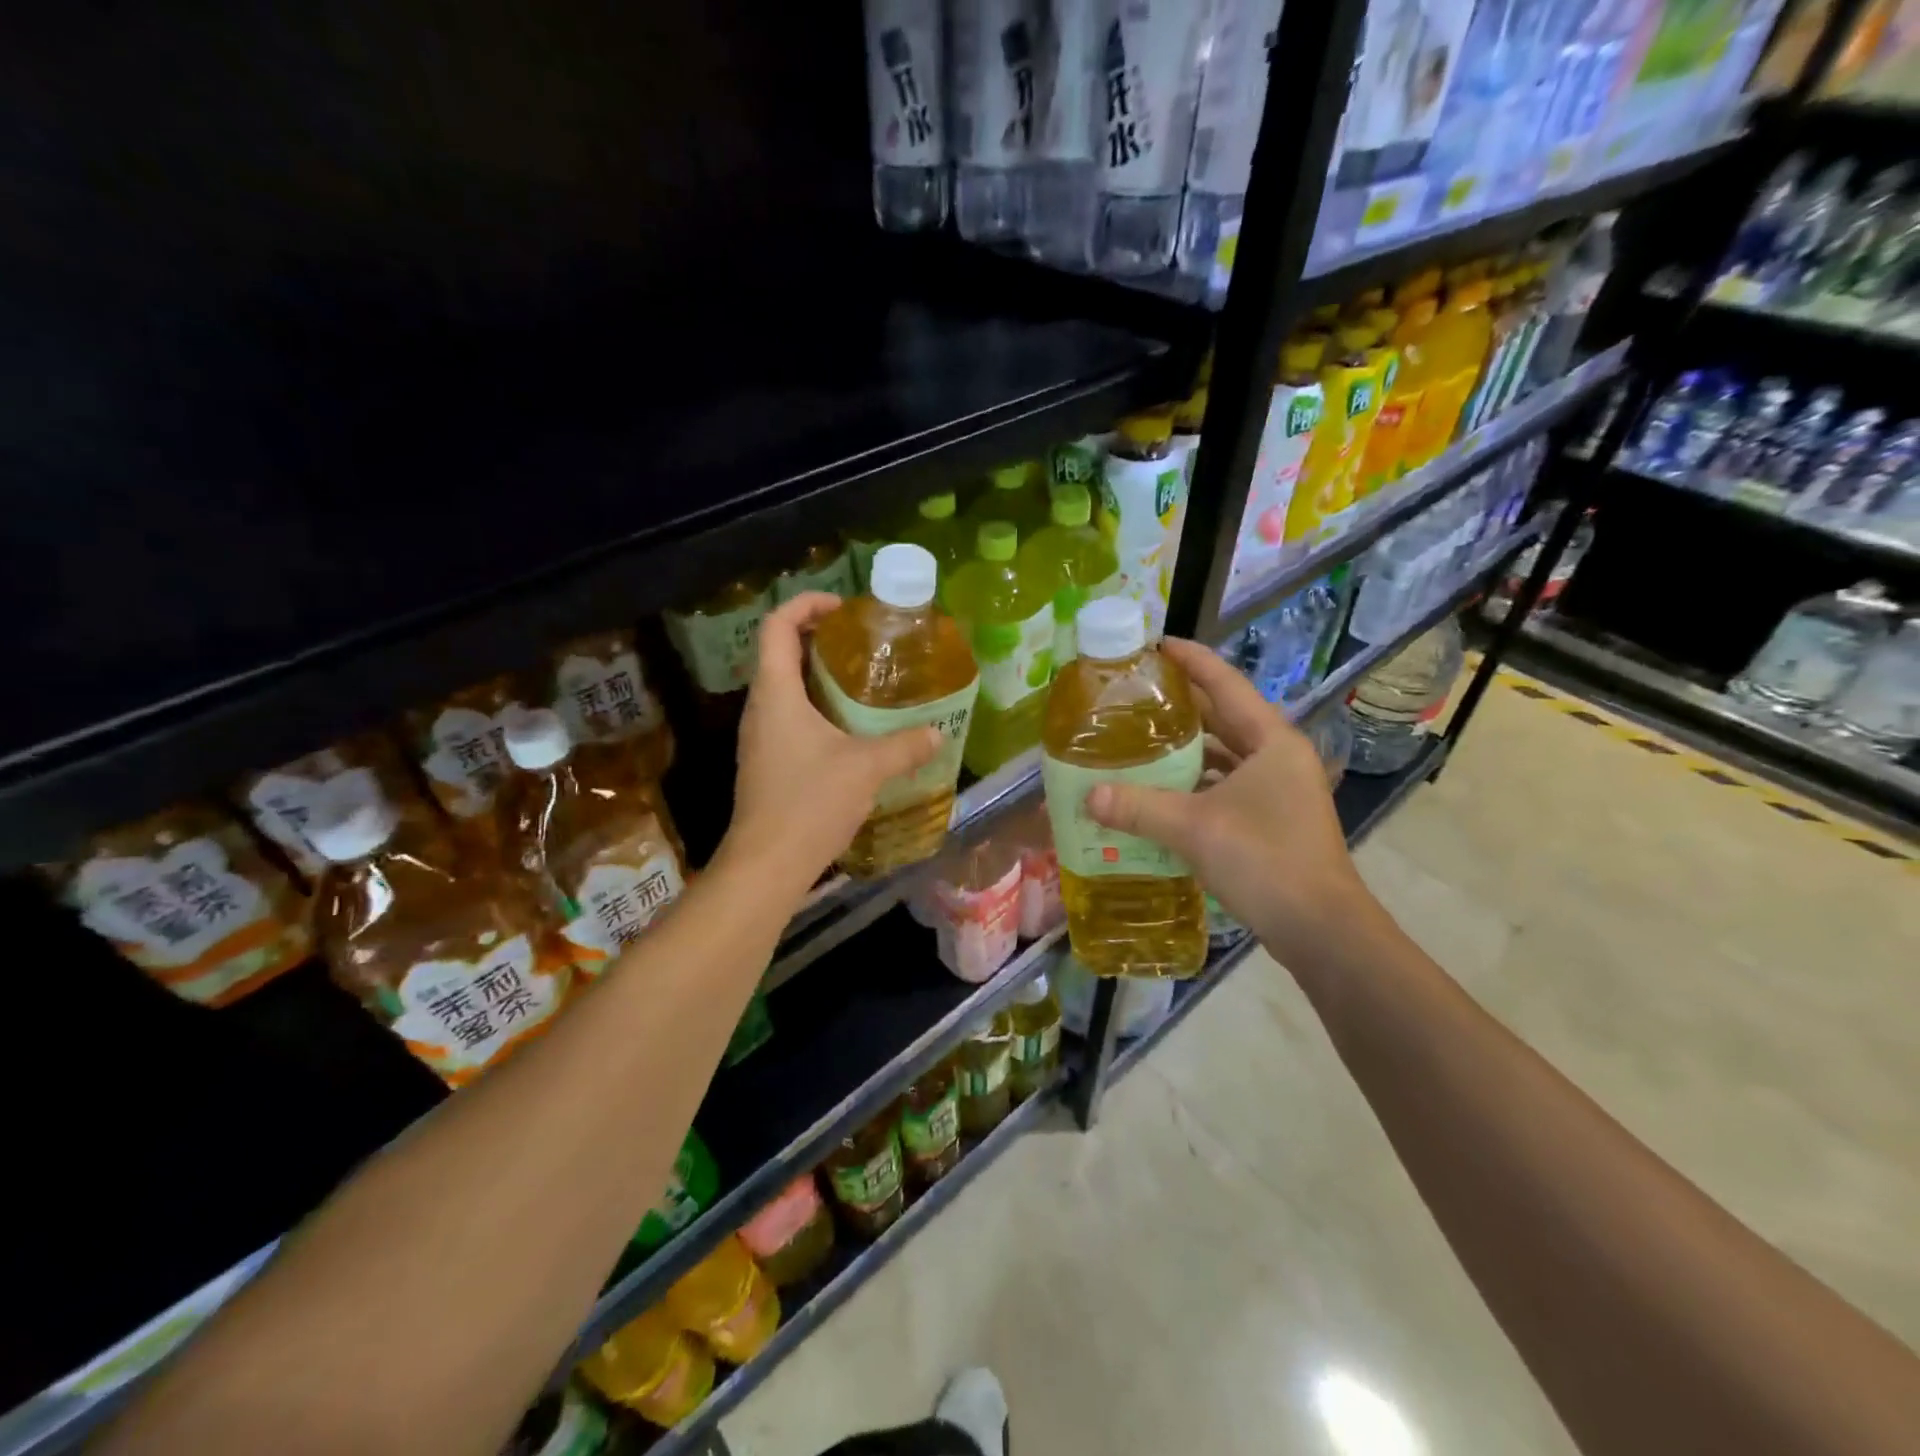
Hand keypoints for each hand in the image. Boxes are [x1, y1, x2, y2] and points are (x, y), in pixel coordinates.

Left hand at [720, 592, 940, 902]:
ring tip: (864, 682)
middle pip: (781, 653)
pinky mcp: (767, 762)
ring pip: (786, 688)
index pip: (778, 626)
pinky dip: (818, 708)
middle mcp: (761, 708)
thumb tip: (938, 733)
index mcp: (776, 693)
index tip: (844, 609)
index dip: (807, 605)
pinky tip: (852, 729)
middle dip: (820, 640)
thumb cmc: (809, 803)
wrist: (767, 864)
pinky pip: (790, 718)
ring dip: (820, 677)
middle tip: (864, 644)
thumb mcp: (866, 768)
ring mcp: (760, 737)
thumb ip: (905, 746)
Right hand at [1083, 638, 1379, 967]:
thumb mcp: (1194, 828)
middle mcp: (1278, 758)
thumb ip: (1138, 808)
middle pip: (1224, 719)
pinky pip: (1225, 789)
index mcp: (1271, 741)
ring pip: (1225, 757)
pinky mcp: (1273, 822)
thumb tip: (1088, 796)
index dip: (1191, 660)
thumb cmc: (1265, 860)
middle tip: (1136, 696)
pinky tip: (1160, 795)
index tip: (1156, 645)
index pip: (1226, 684)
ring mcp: (1279, 792)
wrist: (1320, 930)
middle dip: (1182, 706)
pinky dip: (1194, 787)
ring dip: (1187, 752)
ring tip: (1140, 743)